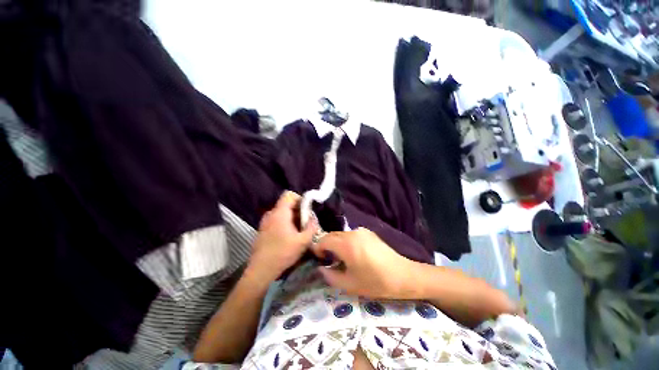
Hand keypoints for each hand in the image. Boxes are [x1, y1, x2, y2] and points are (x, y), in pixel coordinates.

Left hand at [247, 191, 316, 282]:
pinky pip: (277, 220)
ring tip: (299, 230)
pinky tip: (289, 236)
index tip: (306, 210)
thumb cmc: (282, 253)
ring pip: (282, 212)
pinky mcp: (263, 229)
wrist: (261, 270)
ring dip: (292, 218)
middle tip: (305, 223)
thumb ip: (311, 227)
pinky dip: (285, 223)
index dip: (300, 198)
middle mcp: (271, 214)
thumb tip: (313, 218)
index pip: (289, 194)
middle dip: (298, 210)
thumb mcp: (303, 241)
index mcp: (280, 213)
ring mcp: (265, 222)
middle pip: (286, 204)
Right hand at [310, 228, 415, 298]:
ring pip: (341, 234)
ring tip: (340, 258)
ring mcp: (361, 231)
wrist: (403, 275)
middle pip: (332, 235)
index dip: (317, 247)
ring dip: (336, 244)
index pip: (324, 239)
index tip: (318, 258)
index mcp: (347, 244)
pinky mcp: (368, 232)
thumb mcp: (350, 284)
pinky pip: (351, 235)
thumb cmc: (375, 282)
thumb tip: (321, 268)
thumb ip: (330, 276)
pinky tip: (352, 254)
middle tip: (327, 260)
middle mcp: (353, 233)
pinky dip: (345, 242)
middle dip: (326, 245)